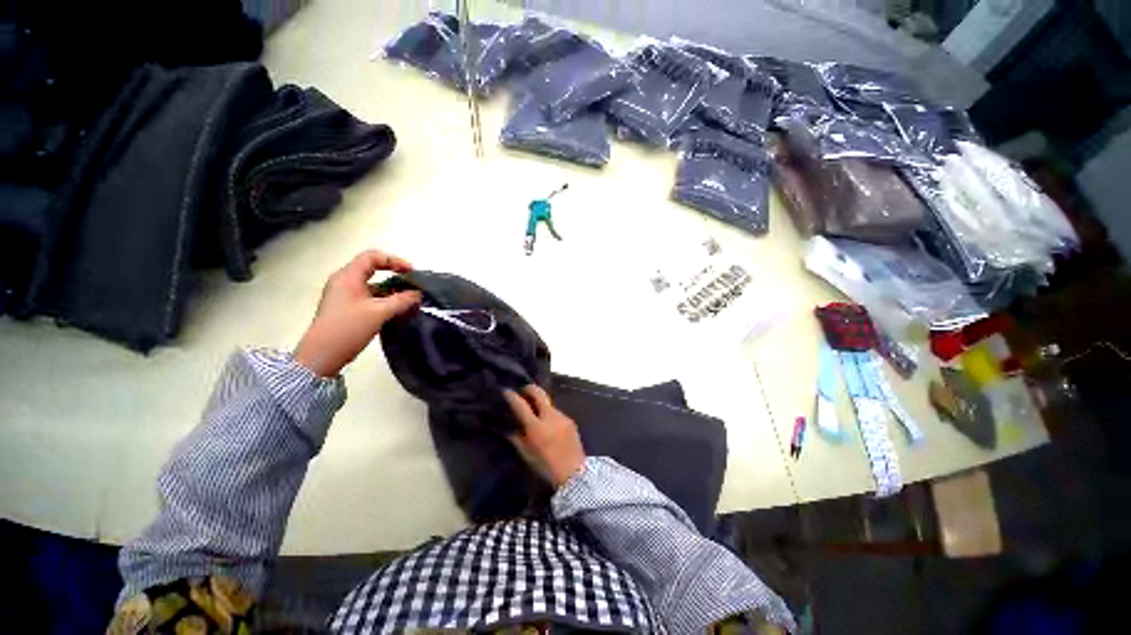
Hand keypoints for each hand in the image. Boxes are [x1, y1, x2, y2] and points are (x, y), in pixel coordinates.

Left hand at [293, 250, 421, 376]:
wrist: (321, 356)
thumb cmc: (348, 328)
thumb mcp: (379, 313)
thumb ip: (402, 300)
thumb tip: (418, 293)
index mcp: (348, 276)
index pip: (372, 257)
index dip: (394, 260)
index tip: (411, 272)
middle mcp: (344, 282)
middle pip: (373, 269)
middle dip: (395, 276)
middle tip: (413, 285)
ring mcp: (345, 296)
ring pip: (373, 285)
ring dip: (392, 290)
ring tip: (410, 300)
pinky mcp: (347, 308)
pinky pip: (370, 297)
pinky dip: (385, 300)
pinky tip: (398, 310)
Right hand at [504, 385, 586, 488]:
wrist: (574, 474)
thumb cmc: (546, 468)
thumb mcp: (527, 455)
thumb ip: (517, 439)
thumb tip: (509, 428)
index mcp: (536, 427)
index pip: (521, 405)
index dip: (512, 397)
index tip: (506, 391)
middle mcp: (549, 417)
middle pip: (539, 394)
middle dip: (530, 389)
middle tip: (523, 390)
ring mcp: (562, 417)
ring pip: (549, 403)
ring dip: (541, 404)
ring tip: (536, 411)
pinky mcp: (570, 420)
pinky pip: (557, 412)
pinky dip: (550, 414)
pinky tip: (549, 424)